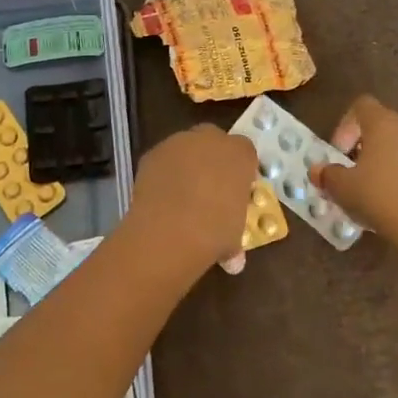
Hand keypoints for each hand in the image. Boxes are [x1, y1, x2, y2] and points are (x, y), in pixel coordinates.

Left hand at [125, 126, 258, 278]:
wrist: (170, 230)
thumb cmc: (215, 232)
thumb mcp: (235, 237)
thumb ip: (234, 236)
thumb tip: (233, 258)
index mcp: (240, 154)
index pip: (245, 152)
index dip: (241, 170)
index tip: (238, 190)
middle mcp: (210, 139)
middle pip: (214, 140)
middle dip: (213, 158)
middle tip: (210, 187)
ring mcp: (178, 143)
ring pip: (186, 148)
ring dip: (186, 164)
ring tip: (182, 194)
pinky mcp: (152, 153)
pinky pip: (163, 160)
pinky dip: (164, 173)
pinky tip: (162, 197)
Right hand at [311, 95, 397, 245]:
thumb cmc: (380, 197)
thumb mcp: (343, 189)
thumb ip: (328, 175)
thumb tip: (317, 171)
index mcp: (384, 124)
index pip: (362, 106)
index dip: (347, 126)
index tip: (340, 154)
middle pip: (387, 127)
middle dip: (371, 148)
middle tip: (359, 175)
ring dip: (396, 164)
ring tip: (385, 195)